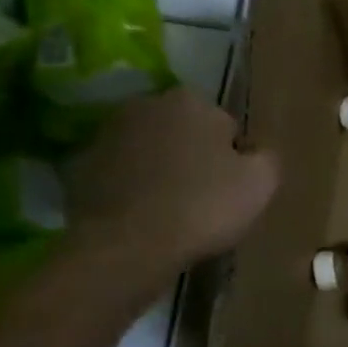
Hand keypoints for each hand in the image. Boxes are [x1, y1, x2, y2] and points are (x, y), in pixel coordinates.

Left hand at [63, 90, 279, 293]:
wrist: (127, 246)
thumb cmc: (203, 207)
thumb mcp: (262, 182)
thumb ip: (266, 156)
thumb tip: (255, 150)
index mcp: (192, 101)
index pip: (225, 127)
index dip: (232, 159)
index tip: (231, 189)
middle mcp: (146, 104)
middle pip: (184, 133)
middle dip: (193, 156)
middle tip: (203, 199)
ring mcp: (107, 133)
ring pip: (149, 151)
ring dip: (160, 171)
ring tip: (170, 211)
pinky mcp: (81, 166)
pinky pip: (120, 174)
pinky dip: (131, 189)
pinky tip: (142, 217)